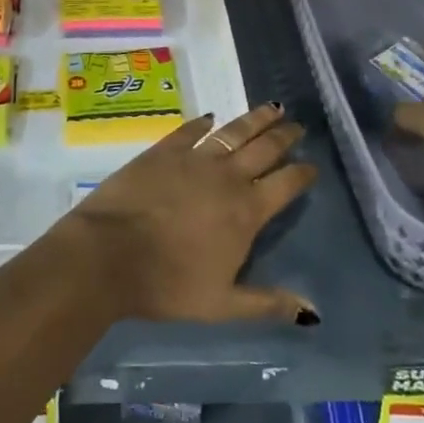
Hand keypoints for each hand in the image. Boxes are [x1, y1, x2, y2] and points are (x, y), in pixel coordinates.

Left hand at [65, 104, 319, 325]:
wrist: (110, 254)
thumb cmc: (168, 285)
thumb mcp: (223, 304)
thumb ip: (268, 303)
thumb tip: (313, 313)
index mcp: (246, 211)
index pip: (285, 184)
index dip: (302, 173)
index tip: (312, 166)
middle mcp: (227, 177)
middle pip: (264, 148)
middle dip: (284, 136)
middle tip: (297, 126)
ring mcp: (194, 158)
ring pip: (233, 131)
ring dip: (255, 119)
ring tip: (272, 108)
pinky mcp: (163, 150)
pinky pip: (190, 130)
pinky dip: (203, 122)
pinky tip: (210, 117)